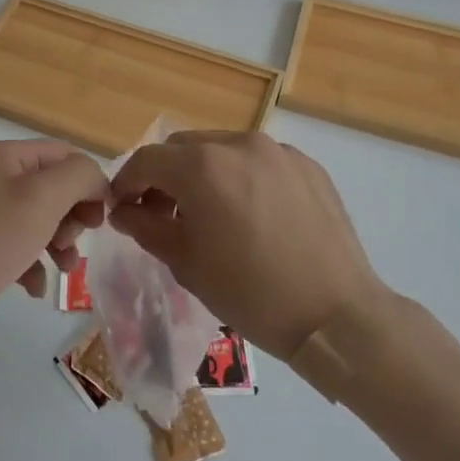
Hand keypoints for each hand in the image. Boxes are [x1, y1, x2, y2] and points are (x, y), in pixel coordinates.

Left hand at [0, 140, 109, 347]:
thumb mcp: (41, 199)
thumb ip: (78, 177)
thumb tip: (96, 181)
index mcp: (1, 155)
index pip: (62, 153)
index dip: (89, 181)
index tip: (102, 218)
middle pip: (51, 187)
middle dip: (71, 216)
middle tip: (71, 243)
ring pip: (37, 220)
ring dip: (58, 243)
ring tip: (62, 269)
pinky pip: (16, 247)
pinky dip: (32, 264)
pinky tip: (33, 288)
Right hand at [109, 131, 390, 359]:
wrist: (336, 315)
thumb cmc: (250, 294)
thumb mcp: (186, 263)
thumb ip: (146, 227)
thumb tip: (125, 211)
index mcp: (203, 167)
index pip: (146, 160)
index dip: (126, 183)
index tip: (123, 209)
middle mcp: (238, 144)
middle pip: (182, 148)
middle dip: (164, 176)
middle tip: (163, 214)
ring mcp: (278, 151)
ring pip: (221, 149)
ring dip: (203, 174)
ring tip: (210, 214)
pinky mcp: (307, 165)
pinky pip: (258, 161)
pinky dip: (240, 177)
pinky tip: (250, 215)